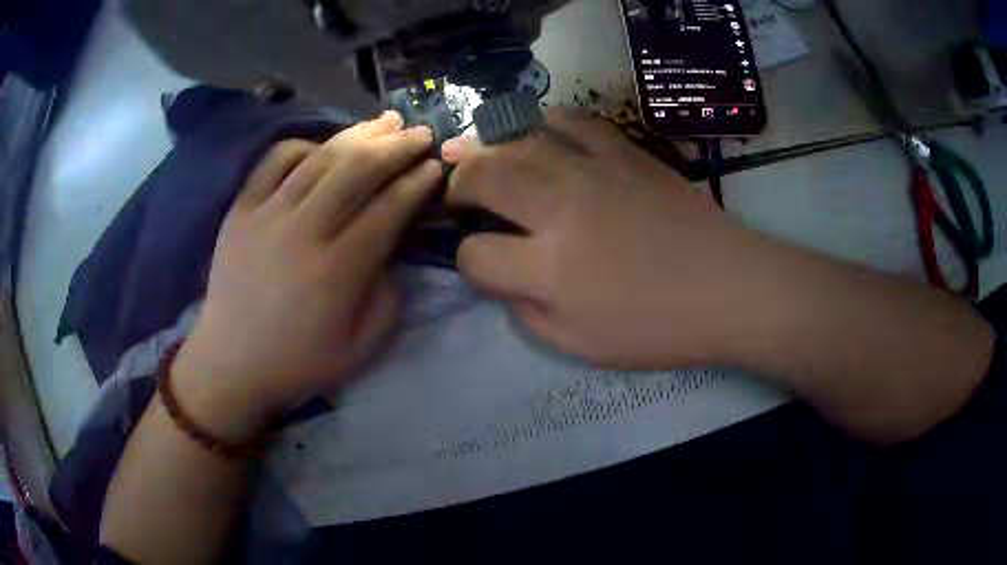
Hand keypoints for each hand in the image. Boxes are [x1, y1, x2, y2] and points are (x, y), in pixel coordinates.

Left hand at [173, 111, 440, 439]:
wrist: (232, 362)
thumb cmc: (299, 361)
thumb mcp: (362, 347)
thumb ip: (389, 296)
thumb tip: (393, 248)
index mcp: (337, 271)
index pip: (388, 209)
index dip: (417, 182)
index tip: (434, 167)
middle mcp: (303, 232)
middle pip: (358, 170)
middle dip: (397, 146)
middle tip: (420, 134)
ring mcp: (266, 214)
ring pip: (320, 156)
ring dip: (359, 133)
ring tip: (386, 122)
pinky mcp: (241, 209)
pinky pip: (274, 160)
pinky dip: (304, 145)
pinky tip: (323, 145)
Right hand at [442, 111, 776, 368]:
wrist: (729, 288)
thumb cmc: (659, 329)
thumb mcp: (581, 346)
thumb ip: (528, 313)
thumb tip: (502, 278)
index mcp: (549, 268)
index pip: (476, 254)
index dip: (466, 260)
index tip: (478, 263)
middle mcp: (561, 208)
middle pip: (485, 176)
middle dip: (458, 185)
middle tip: (457, 195)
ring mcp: (595, 171)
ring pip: (520, 141)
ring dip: (489, 149)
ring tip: (479, 156)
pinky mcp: (625, 153)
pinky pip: (575, 121)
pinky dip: (547, 120)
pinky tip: (538, 129)